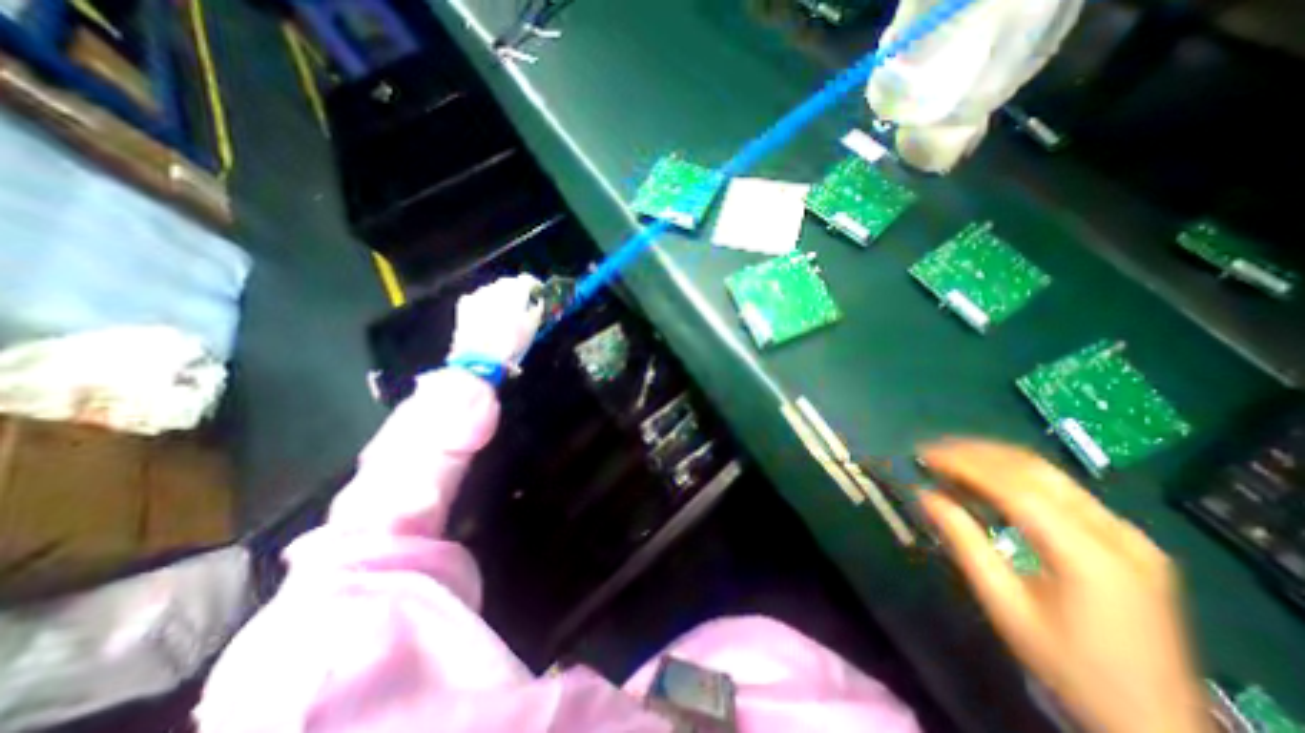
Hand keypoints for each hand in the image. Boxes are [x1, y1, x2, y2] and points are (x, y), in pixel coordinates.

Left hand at [450, 273, 547, 371]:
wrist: (481, 359)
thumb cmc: (512, 343)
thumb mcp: (533, 327)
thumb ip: (538, 310)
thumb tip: (538, 303)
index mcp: (514, 291)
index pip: (528, 279)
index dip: (536, 287)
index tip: (540, 296)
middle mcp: (495, 287)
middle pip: (509, 283)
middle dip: (518, 292)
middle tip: (525, 306)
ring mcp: (477, 295)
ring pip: (493, 290)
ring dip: (502, 298)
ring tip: (506, 314)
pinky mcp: (464, 305)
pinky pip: (479, 298)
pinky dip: (487, 304)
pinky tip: (490, 317)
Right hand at [916, 441, 1212, 732]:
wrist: (1157, 723)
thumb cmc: (1068, 666)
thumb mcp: (1005, 606)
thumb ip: (964, 543)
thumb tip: (925, 495)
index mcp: (1089, 556)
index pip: (1016, 487)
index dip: (964, 464)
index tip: (924, 454)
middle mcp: (1117, 534)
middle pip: (1035, 470)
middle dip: (976, 453)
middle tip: (931, 451)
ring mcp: (1129, 533)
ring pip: (1050, 473)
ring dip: (994, 458)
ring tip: (950, 457)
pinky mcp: (1127, 538)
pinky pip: (1062, 489)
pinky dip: (1016, 474)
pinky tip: (988, 476)